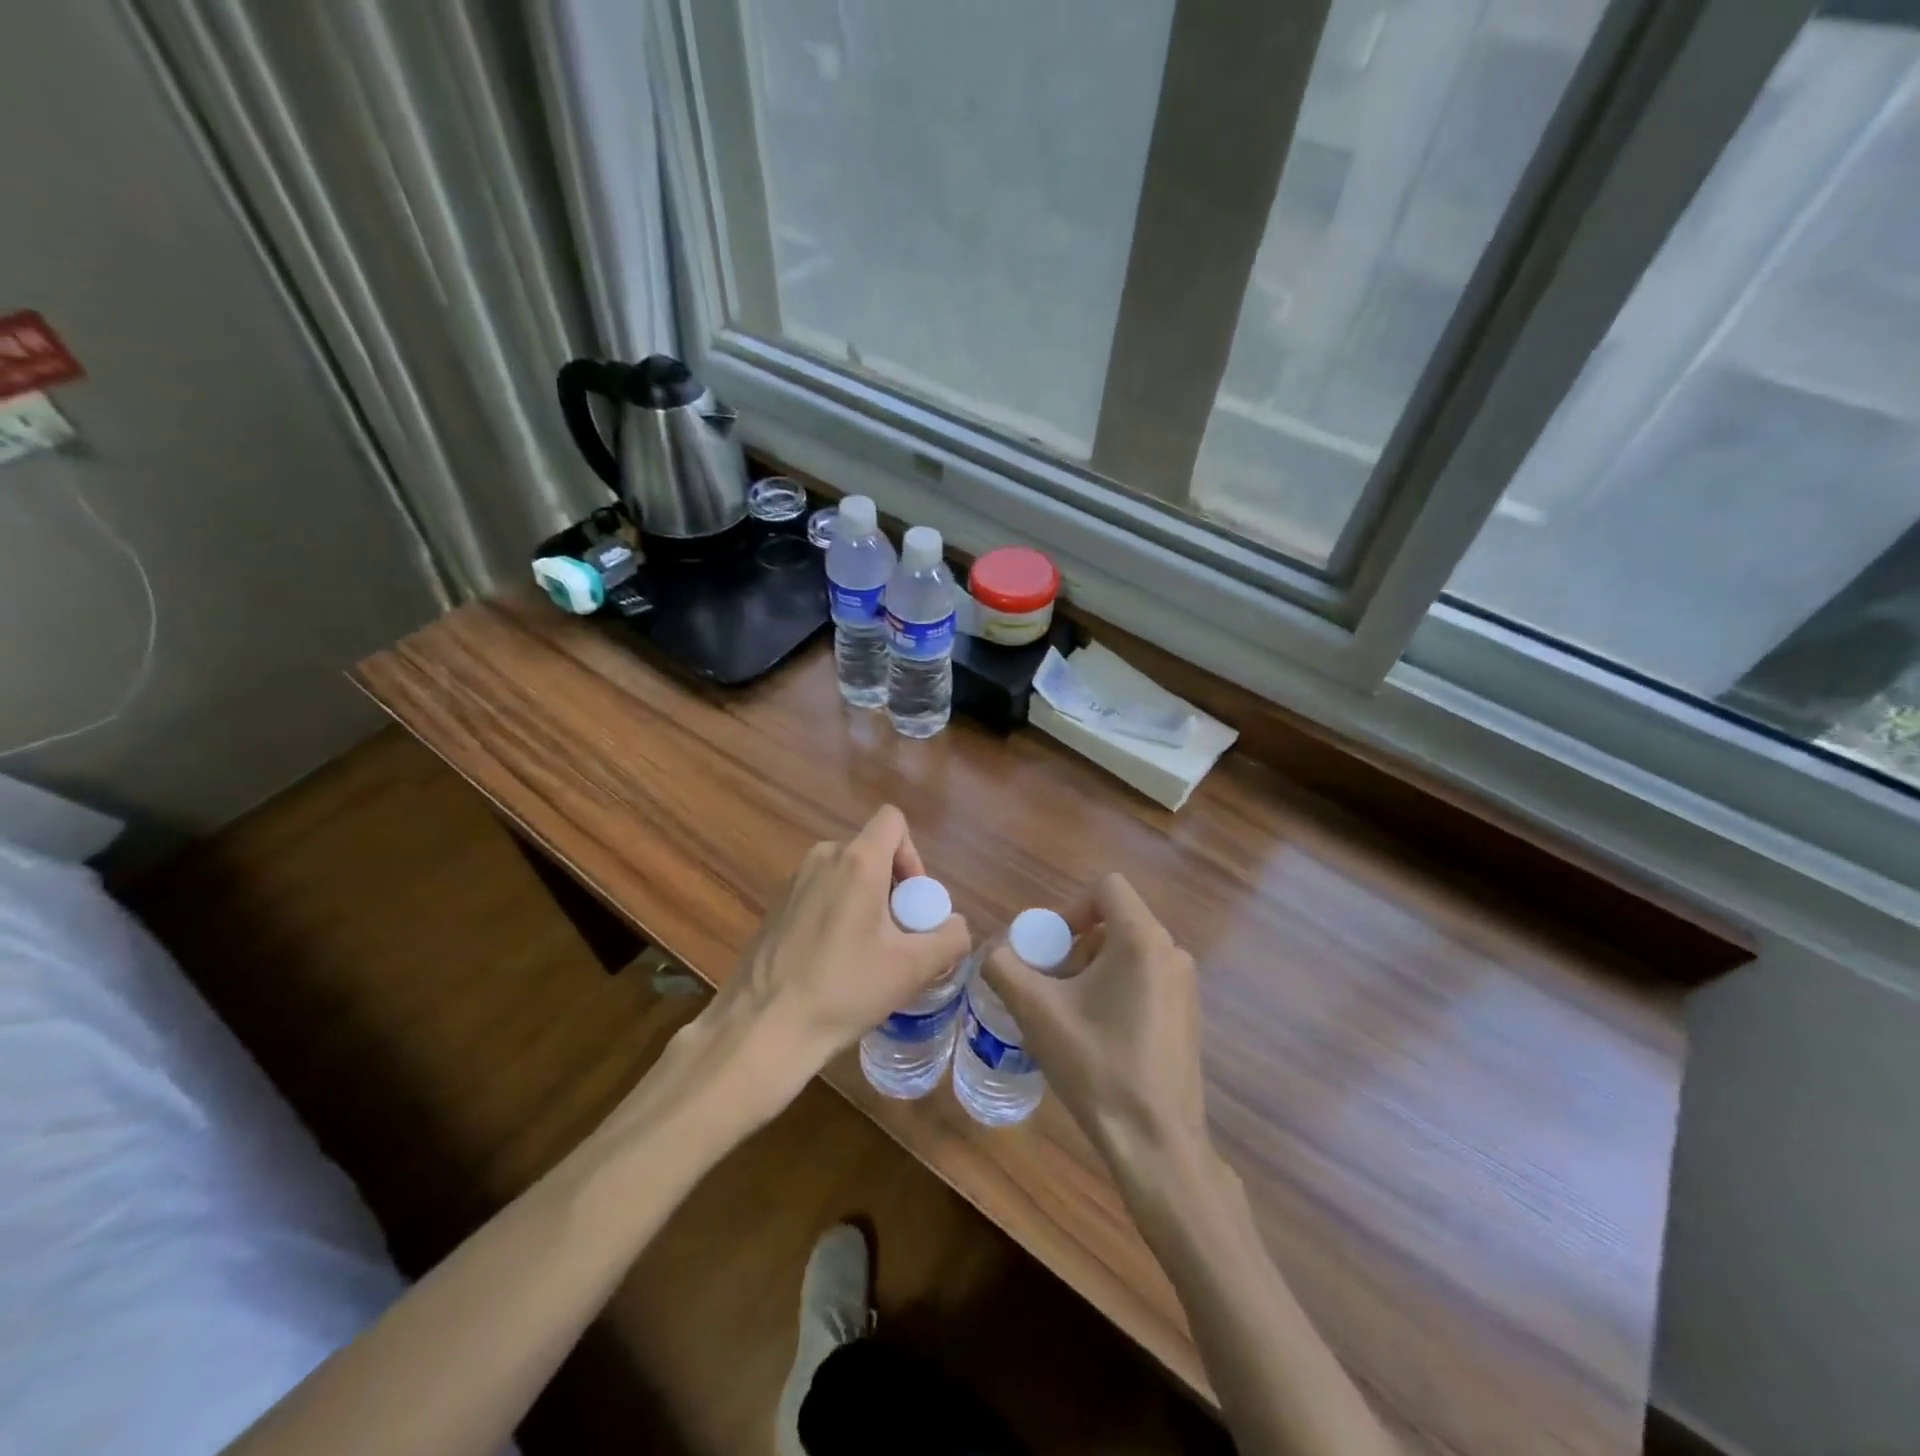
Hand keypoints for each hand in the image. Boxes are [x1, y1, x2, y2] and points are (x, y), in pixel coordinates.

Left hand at [672, 805, 970, 1125]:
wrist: (764, 1028)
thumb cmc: (845, 989)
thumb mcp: (913, 968)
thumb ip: (950, 937)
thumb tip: (955, 925)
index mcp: (857, 861)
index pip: (893, 820)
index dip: (913, 854)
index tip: (912, 900)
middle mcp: (822, 859)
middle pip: (870, 851)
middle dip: (891, 886)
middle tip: (896, 936)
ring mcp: (793, 882)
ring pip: (844, 874)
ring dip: (864, 902)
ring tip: (866, 953)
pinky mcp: (775, 907)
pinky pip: (819, 894)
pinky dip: (835, 914)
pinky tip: (832, 963)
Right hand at [983, 873, 1206, 1167]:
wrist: (1156, 1142)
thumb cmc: (1097, 1065)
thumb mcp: (1036, 1011)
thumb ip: (1005, 968)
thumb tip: (997, 953)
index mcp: (1143, 940)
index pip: (1106, 888)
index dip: (1070, 908)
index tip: (1050, 948)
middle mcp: (1172, 953)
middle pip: (1114, 922)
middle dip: (1075, 946)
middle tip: (1051, 986)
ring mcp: (1185, 987)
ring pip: (1128, 952)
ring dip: (1092, 970)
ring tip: (1069, 1014)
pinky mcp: (1187, 1016)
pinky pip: (1145, 979)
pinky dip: (1115, 990)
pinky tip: (1097, 1036)